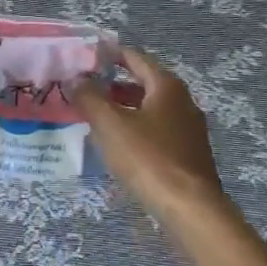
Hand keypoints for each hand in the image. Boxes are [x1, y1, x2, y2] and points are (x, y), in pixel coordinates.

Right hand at [74, 48, 231, 228]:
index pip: (134, 57)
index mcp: (166, 86)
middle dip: (112, 84)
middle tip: (83, 89)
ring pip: (149, 109)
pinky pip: (156, 131)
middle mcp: (182, 101)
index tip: (84, 57)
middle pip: (142, 83)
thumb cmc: (149, 159)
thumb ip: (89, 97)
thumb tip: (75, 79)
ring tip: (94, 117)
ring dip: (122, 109)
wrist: (191, 211)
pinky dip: (135, 129)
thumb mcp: (111, 125)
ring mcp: (188, 129)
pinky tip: (118, 145)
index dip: (108, 55)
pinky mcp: (188, 155)